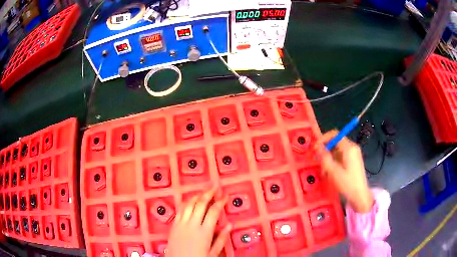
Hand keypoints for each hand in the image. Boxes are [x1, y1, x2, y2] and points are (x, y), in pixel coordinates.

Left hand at [166, 188, 231, 256]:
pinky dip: (186, 202)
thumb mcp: (213, 253)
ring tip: (203, 191)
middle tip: (214, 187)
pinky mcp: (174, 224)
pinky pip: (180, 209)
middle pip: (200, 204)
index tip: (225, 196)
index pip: (213, 212)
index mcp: (204, 232)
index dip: (220, 202)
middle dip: (208, 193)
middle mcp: (192, 224)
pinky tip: (190, 201)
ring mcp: (181, 223)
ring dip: (197, 196)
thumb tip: (229, 225)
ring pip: (189, 204)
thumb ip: (221, 239)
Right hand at [315, 130, 373, 212]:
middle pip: (335, 142)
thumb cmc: (347, 183)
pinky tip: (330, 172)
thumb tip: (317, 147)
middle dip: (325, 150)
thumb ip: (324, 157)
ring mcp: (354, 154)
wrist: (360, 195)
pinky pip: (341, 155)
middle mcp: (352, 147)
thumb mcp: (333, 171)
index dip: (323, 138)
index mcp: (349, 147)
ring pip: (337, 150)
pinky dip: (334, 161)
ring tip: (323, 170)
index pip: (334, 134)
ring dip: (329, 157)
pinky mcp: (353, 160)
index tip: (315, 148)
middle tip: (317, 160)